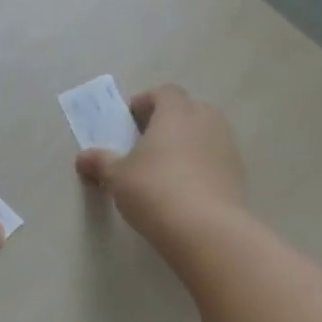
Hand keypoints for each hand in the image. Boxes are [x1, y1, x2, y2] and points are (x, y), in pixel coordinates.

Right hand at [75, 84, 245, 244]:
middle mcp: (206, 120)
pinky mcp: (238, 173)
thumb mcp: (117, 177)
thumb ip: (101, 163)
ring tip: (165, 167)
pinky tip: (184, 188)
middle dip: (168, 121)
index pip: (164, 93)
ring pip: (204, 133)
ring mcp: (227, 146)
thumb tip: (83, 157)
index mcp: (175, 112)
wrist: (205, 228)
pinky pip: (214, 158)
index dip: (146, 102)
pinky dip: (201, 165)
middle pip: (187, 109)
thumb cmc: (153, 189)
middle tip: (146, 142)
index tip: (130, 120)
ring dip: (186, 143)